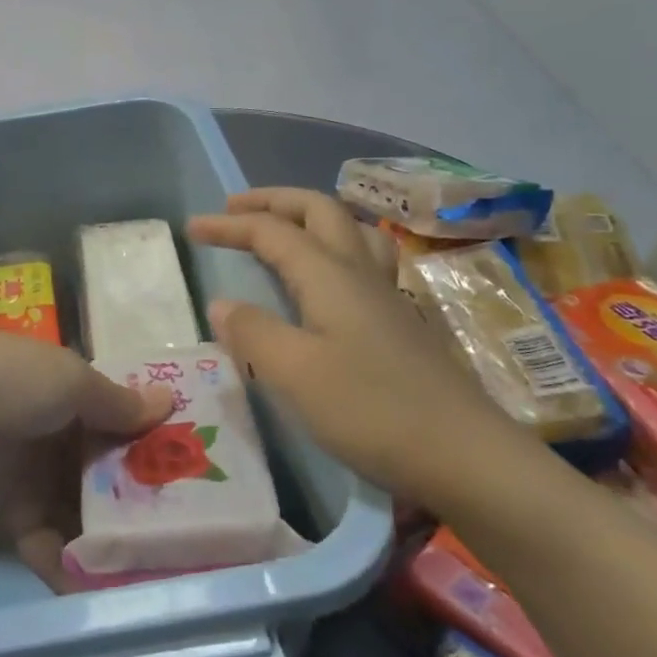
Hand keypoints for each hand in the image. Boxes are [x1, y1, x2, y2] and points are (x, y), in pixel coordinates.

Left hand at [0, 322, 171, 592]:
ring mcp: (32, 477)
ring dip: (111, 538)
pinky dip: (71, 564)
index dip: (155, 445)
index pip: (121, 422)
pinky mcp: (7, 517)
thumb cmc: (6, 381)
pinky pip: (48, 545)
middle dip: (140, 501)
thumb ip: (116, 402)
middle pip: (106, 472)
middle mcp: (57, 435)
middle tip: (190, 538)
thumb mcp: (69, 381)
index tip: (199, 476)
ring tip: (158, 573)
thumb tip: (169, 400)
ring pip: (82, 512)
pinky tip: (105, 589)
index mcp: (71, 393)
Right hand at [188, 188, 537, 511]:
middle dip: (274, 201)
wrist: (466, 455)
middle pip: (318, 210)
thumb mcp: (295, 374)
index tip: (191, 228)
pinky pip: (366, 259)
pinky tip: (333, 280)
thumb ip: (253, 333)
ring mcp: (388, 294)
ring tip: (287, 230)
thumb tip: (222, 304)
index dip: (230, 225)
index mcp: (330, 275)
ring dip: (311, 216)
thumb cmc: (372, 410)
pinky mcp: (403, 321)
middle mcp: (360, 272)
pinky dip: (337, 247)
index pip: (272, 231)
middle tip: (236, 209)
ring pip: (351, 229)